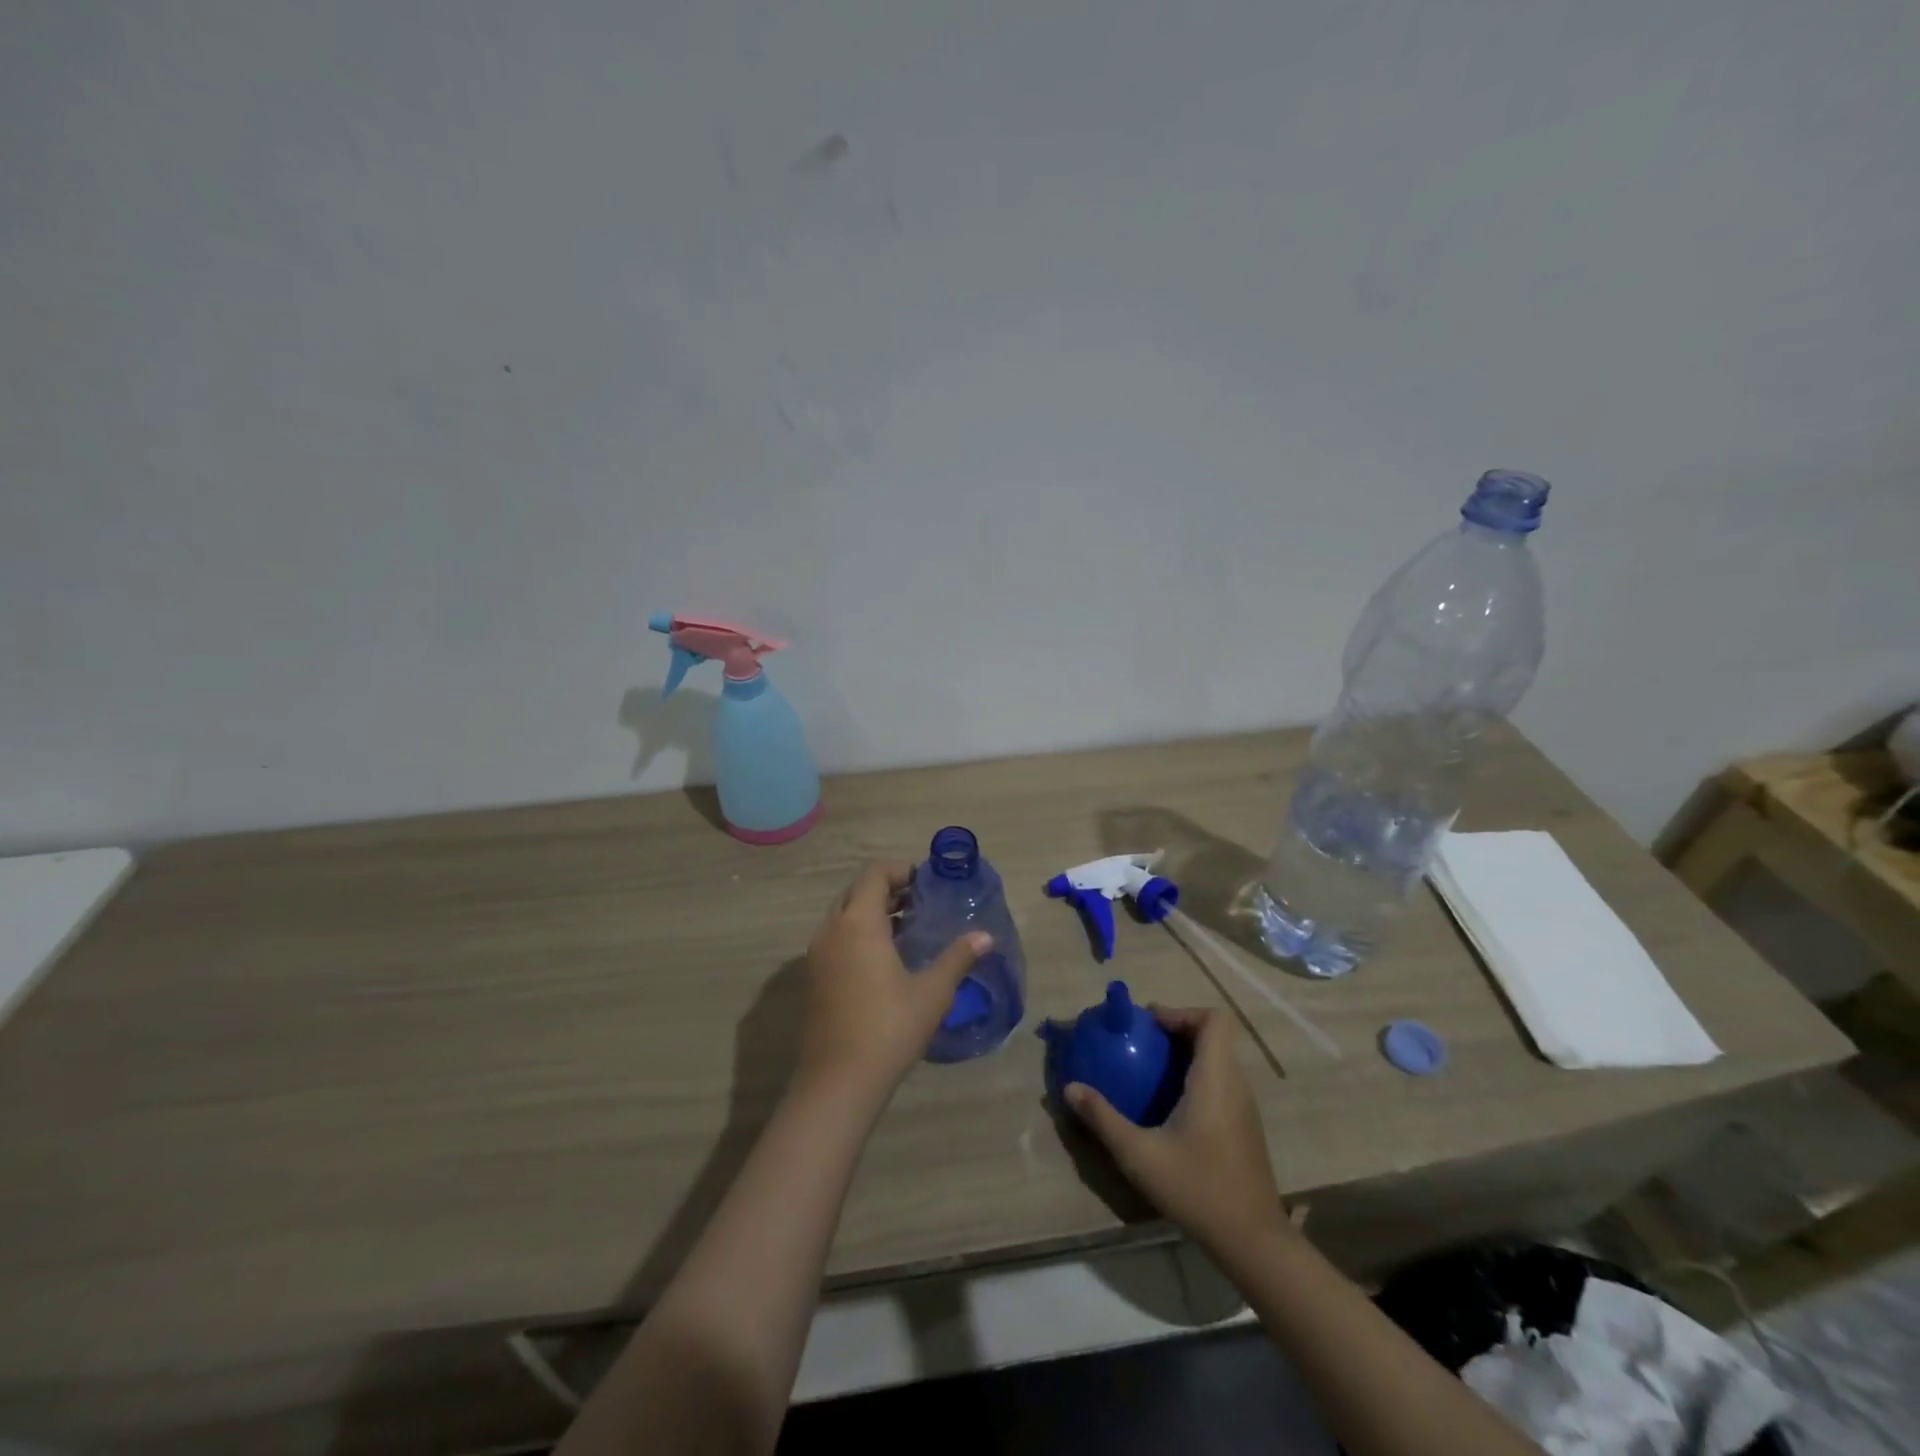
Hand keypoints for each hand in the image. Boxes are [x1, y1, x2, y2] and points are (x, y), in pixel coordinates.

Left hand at [798, 862, 989, 1102]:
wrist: (838, 1081)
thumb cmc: (889, 1028)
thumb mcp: (932, 992)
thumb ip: (958, 958)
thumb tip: (985, 936)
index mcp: (859, 922)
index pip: (874, 873)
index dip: (901, 870)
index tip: (927, 884)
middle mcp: (831, 929)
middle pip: (856, 890)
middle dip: (887, 889)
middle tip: (919, 904)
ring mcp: (816, 954)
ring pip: (842, 914)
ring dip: (870, 911)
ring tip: (905, 929)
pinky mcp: (812, 977)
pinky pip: (834, 937)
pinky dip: (856, 933)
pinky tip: (882, 960)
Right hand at [1066, 1006, 1288, 1251]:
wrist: (1253, 1242)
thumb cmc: (1197, 1188)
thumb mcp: (1139, 1154)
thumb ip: (1103, 1118)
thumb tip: (1070, 1087)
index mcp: (1216, 1079)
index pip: (1214, 1019)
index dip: (1182, 1011)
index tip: (1150, 1025)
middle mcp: (1235, 1084)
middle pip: (1214, 1035)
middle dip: (1178, 1029)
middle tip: (1142, 1042)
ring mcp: (1244, 1107)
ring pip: (1219, 1059)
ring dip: (1187, 1053)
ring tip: (1150, 1069)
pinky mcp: (1245, 1127)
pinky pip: (1222, 1082)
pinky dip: (1197, 1076)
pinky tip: (1169, 1105)